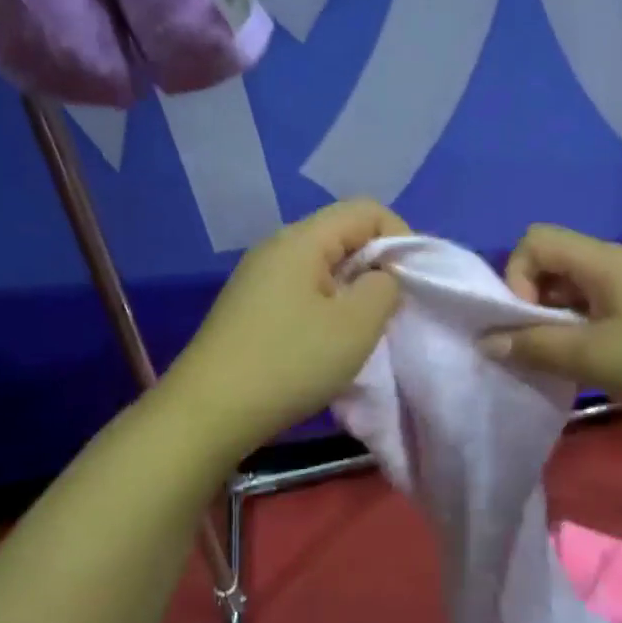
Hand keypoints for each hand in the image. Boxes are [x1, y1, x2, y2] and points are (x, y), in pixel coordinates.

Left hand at [165, 199, 407, 457]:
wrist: (208, 412)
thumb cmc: (290, 363)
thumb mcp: (356, 326)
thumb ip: (385, 288)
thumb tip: (381, 277)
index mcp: (302, 239)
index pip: (366, 210)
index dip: (401, 236)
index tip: (413, 281)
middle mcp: (277, 247)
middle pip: (343, 234)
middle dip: (378, 265)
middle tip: (392, 309)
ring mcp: (259, 277)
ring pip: (323, 265)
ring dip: (353, 290)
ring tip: (362, 329)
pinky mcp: (250, 306)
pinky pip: (302, 289)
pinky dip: (327, 306)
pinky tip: (327, 342)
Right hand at [491, 224, 621, 435]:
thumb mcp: (594, 358)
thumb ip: (536, 347)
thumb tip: (487, 342)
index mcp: (603, 261)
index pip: (536, 240)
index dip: (517, 276)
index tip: (529, 322)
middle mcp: (618, 263)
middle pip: (554, 263)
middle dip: (533, 303)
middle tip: (541, 348)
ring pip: (576, 290)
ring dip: (558, 322)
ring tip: (565, 362)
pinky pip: (600, 308)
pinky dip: (583, 331)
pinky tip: (595, 365)